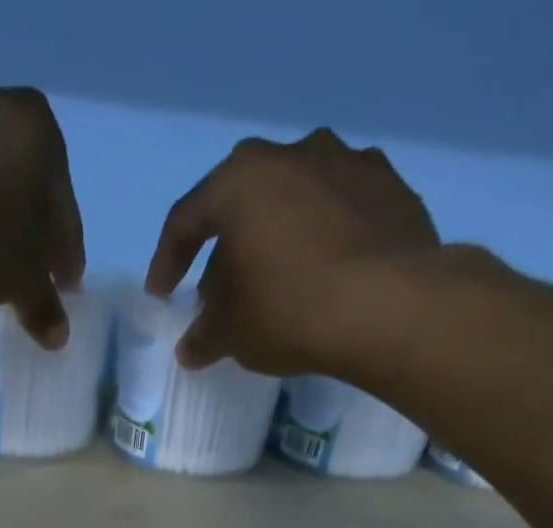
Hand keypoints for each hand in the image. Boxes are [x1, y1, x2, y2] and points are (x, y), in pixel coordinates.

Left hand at [0, 72, 85, 347]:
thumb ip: (43, 306)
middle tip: (22, 264)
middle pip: (22, 178)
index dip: (66, 255)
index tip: (64, 285)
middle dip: (25, 222)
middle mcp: (0, 104)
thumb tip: (57, 335)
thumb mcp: (23, 283)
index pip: (64, 211)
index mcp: (44, 135)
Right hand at [145, 129, 438, 374]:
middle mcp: (293, 154)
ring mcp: (348, 163)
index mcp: (241, 180)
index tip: (162, 296)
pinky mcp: (390, 188)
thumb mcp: (231, 335)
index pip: (186, 220)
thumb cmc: (288, 311)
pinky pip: (338, 215)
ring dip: (276, 242)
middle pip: (243, 205)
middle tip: (220, 297)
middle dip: (226, 252)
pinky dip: (322, 243)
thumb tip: (191, 348)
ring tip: (274, 287)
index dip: (167, 262)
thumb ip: (203, 337)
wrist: (388, 305)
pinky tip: (322, 279)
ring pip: (294, 204)